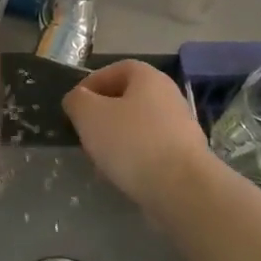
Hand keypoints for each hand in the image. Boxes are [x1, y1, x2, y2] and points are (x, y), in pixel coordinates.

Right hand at [64, 60, 208, 209]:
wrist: (183, 189)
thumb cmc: (132, 142)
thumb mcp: (89, 115)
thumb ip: (77, 101)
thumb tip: (77, 100)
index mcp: (148, 77)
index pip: (114, 70)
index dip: (90, 85)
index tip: (75, 107)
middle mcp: (168, 96)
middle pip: (127, 99)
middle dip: (103, 116)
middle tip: (86, 134)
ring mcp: (181, 127)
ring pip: (138, 127)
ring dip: (117, 140)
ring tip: (100, 160)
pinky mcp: (186, 157)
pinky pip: (152, 151)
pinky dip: (135, 159)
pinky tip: (123, 176)